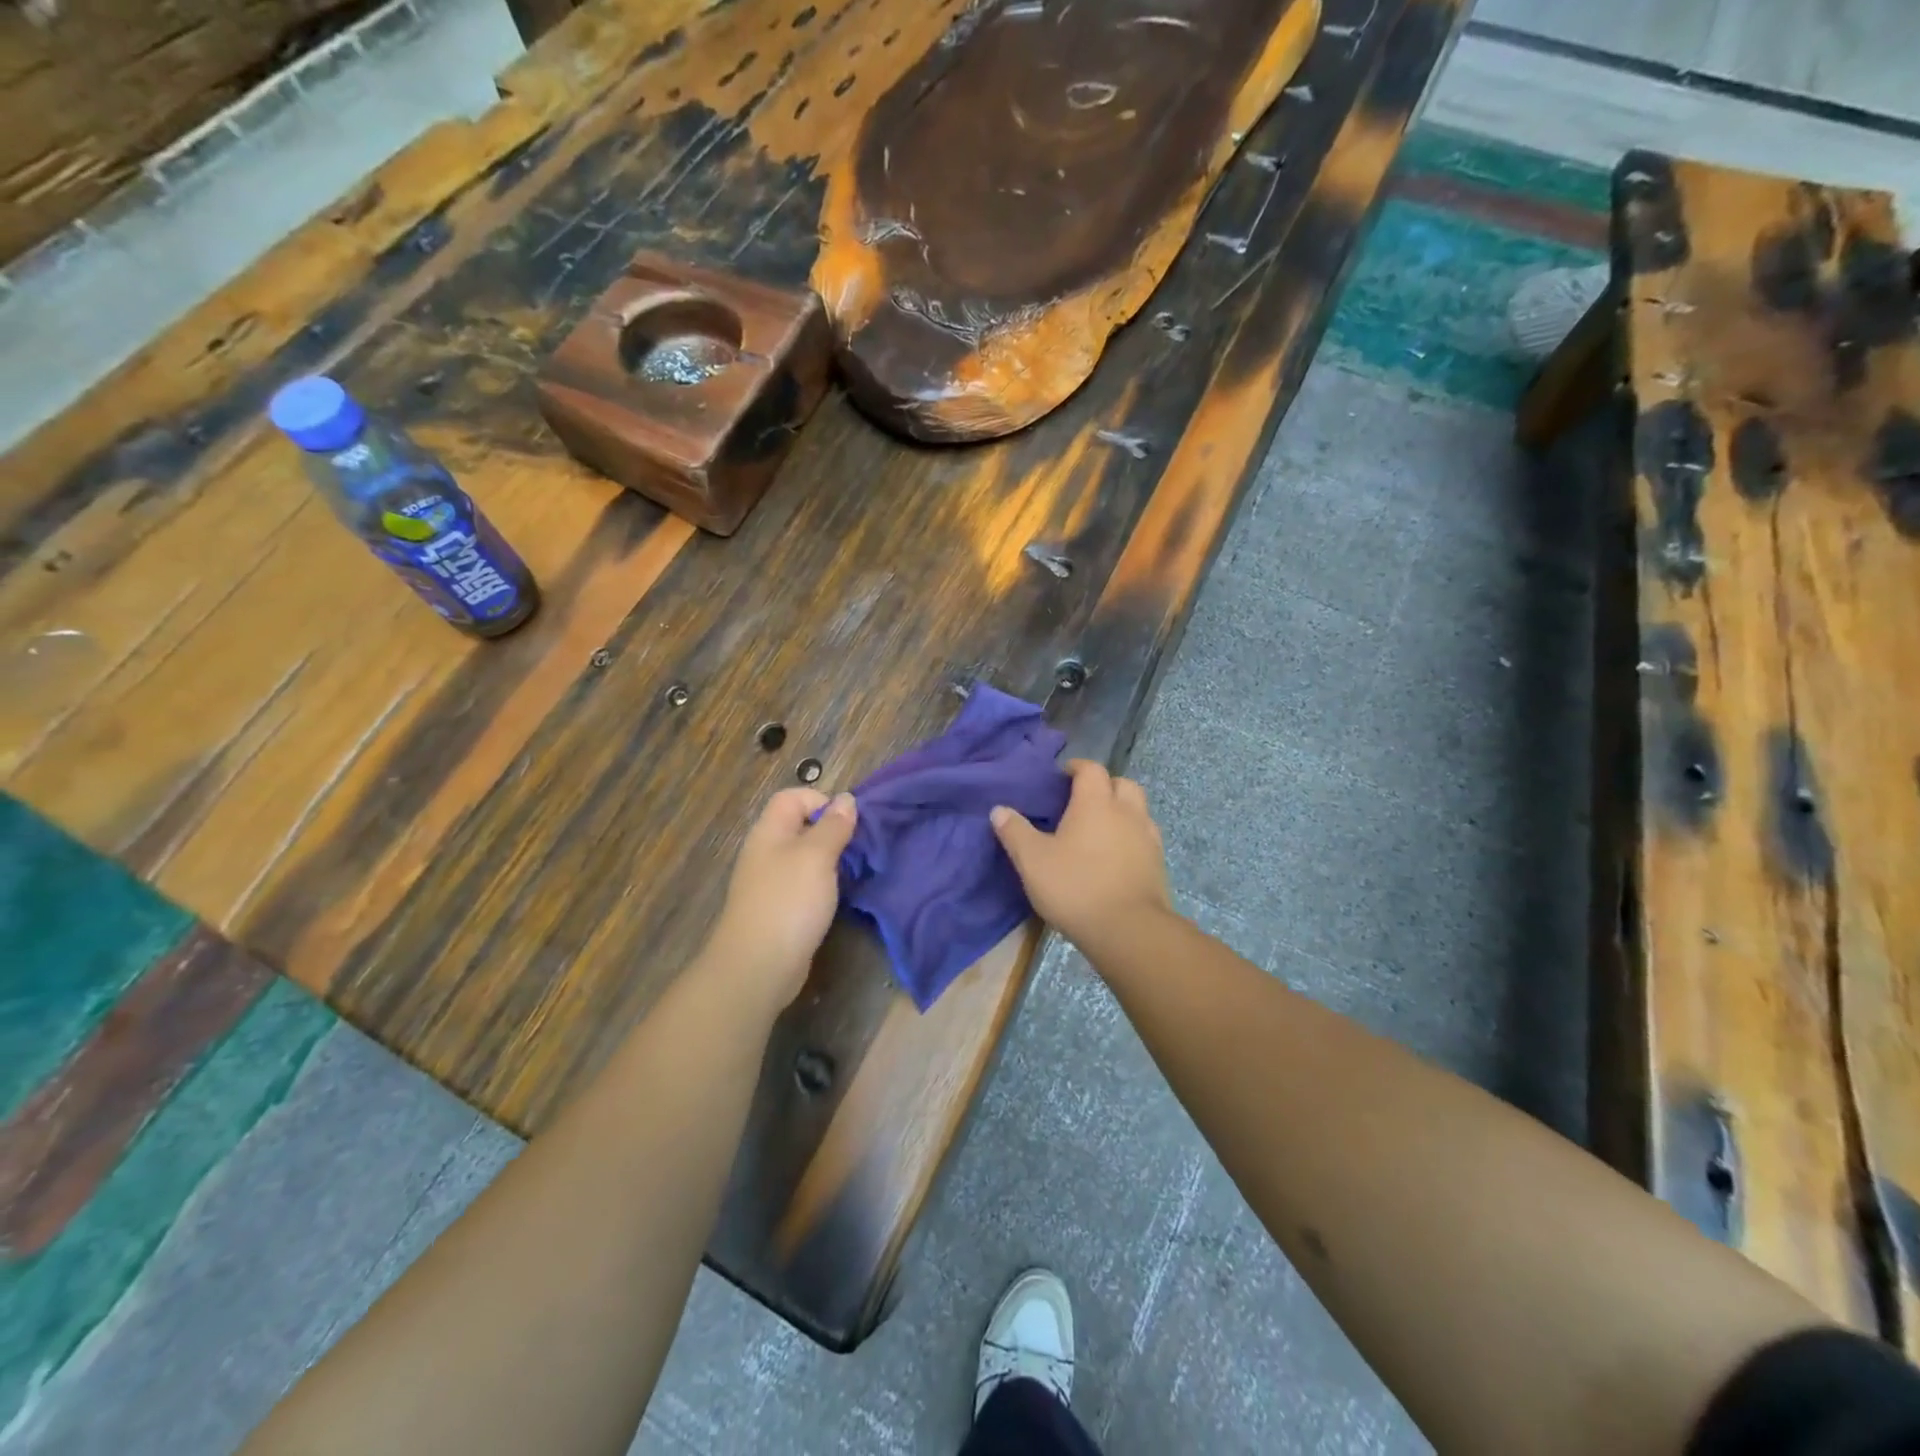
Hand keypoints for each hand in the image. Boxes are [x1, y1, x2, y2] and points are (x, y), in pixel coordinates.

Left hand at [703, 789, 857, 1009]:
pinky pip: (804, 884)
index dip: (822, 801)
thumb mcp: (817, 856)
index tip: (848, 824)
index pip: (794, 797)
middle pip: (801, 826)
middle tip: (858, 850)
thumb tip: (846, 799)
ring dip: (831, 861)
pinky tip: (838, 898)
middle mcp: (767, 851)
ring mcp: (771, 882)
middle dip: (832, 832)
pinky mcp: (779, 908)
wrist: (758, 966)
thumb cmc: (789, 901)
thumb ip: (833, 826)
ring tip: (854, 873)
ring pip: (806, 857)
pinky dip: (823, 886)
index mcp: (770, 831)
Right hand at [991, 759, 1172, 948]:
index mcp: (1096, 803)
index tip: (1061, 777)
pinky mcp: (1158, 863)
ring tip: (1099, 830)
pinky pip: (1145, 837)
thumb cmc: (1076, 887)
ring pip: (1138, 810)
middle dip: (1103, 786)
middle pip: (1121, 783)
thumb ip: (1015, 832)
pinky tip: (1115, 856)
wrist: (1129, 930)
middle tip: (1082, 802)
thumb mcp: (1033, 861)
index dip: (1076, 768)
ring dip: (1121, 811)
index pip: (1091, 769)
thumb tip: (999, 810)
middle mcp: (1127, 812)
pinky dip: (1131, 836)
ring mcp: (1148, 837)